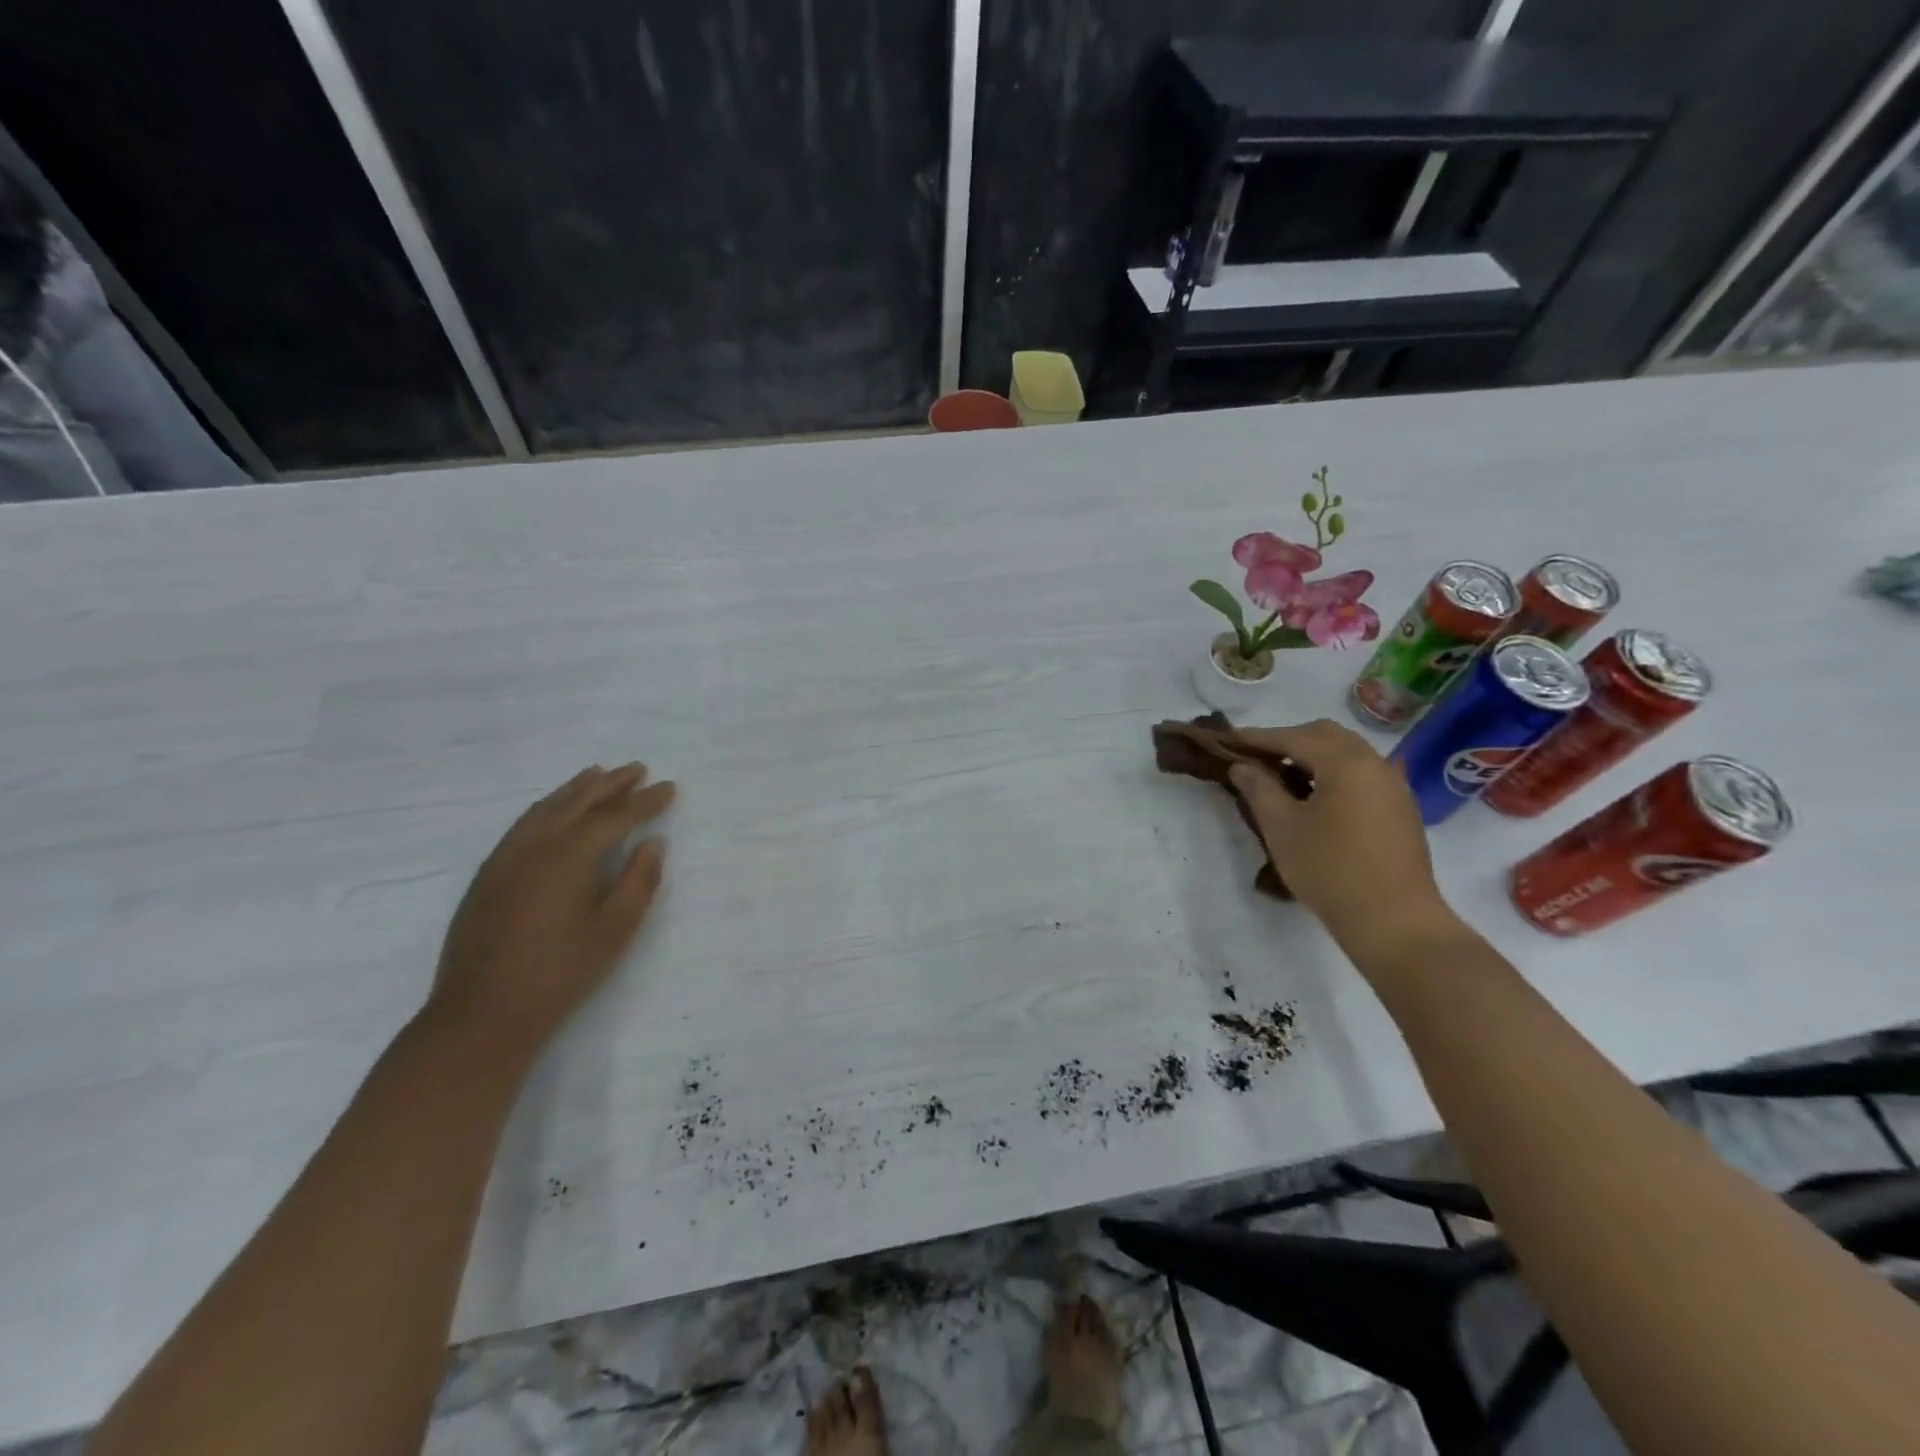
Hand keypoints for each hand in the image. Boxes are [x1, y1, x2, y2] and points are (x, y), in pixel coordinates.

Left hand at [426, 763, 675, 1058]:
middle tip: (638, 768)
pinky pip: (524, 824)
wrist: (482, 1014)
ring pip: (546, 808)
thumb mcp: (616, 929)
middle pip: (578, 801)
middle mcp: (535, 845)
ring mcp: (505, 858)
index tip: (669, 788)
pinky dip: (548, 807)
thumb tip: (653, 843)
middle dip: (611, 783)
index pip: (616, 816)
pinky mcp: (488, 875)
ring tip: (598, 774)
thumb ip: (640, 880)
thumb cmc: (561, 972)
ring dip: (576, 789)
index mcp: (569, 855)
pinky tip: (555, 811)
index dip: (646, 801)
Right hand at [1227, 720, 1459, 966]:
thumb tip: (1242, 766)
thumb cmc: (1330, 870)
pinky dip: (1332, 773)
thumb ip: (1259, 788)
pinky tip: (1313, 797)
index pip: (1292, 737)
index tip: (1226, 741)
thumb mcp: (1282, 827)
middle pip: (1324, 735)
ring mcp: (1392, 785)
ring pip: (1346, 753)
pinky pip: (1360, 773)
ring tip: (1279, 777)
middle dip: (1286, 741)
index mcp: (1345, 762)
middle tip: (1254, 757)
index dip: (1256, 738)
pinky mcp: (1399, 808)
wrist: (1394, 921)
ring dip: (1310, 756)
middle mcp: (1374, 763)